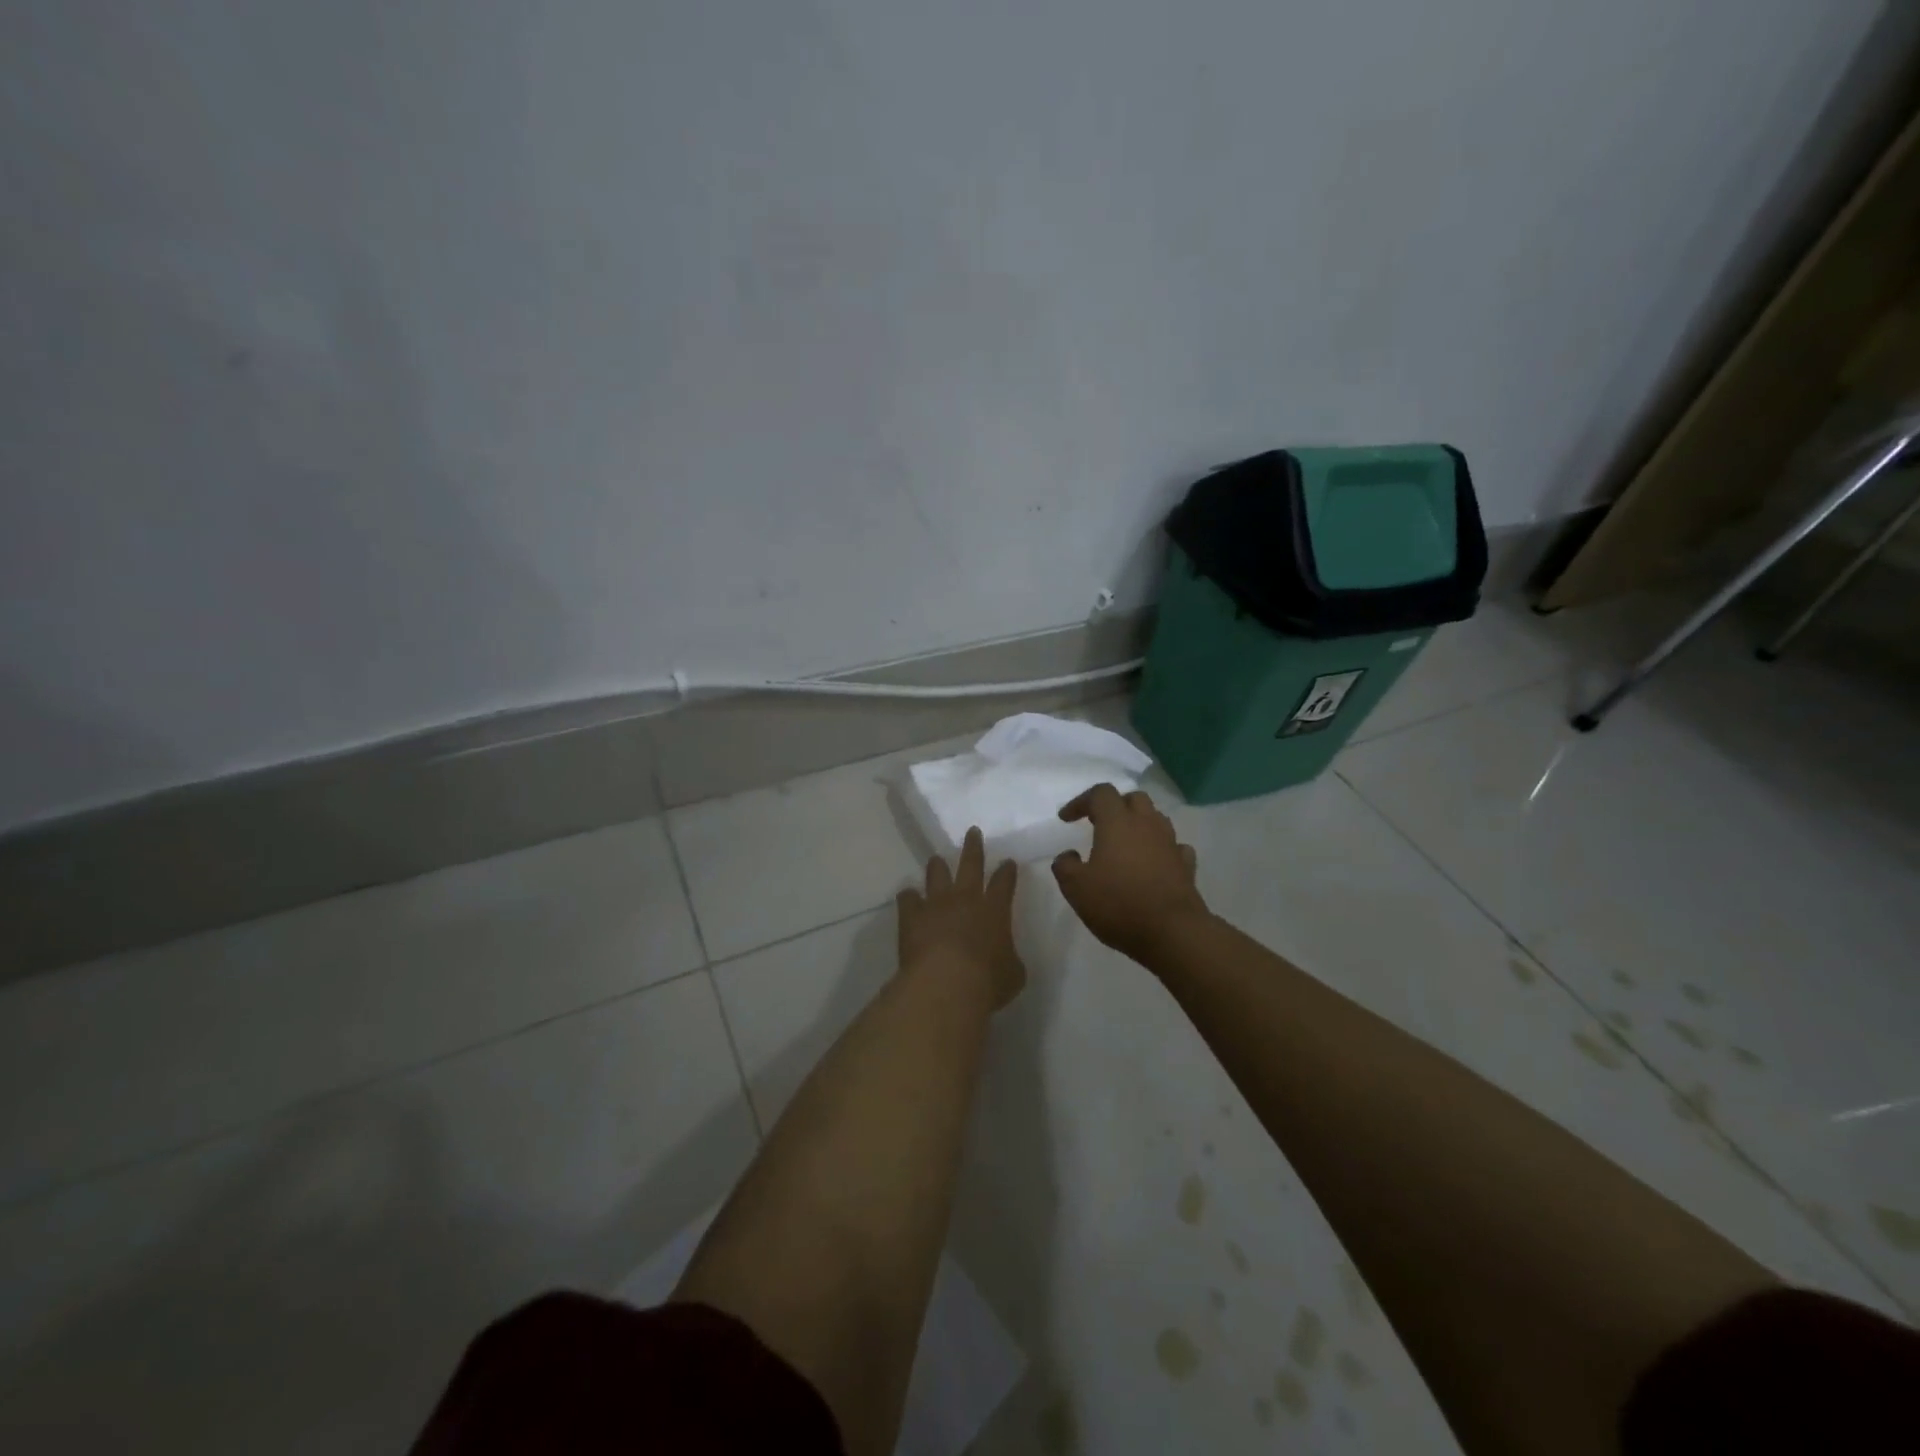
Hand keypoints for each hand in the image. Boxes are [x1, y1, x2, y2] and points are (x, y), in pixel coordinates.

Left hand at [897, 827, 1025, 1009]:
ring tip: (936, 859)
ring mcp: (937, 903)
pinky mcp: (912, 915)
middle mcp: (966, 898)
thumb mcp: (1013, 974)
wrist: (947, 983)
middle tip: (972, 831)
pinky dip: (908, 897)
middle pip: (971, 864)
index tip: (1008, 861)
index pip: (1004, 883)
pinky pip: (908, 898)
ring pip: (937, 874)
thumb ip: (1010, 960)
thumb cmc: (988, 981)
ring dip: (938, 866)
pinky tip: (907, 896)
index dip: (1007, 871)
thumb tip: (1006, 958)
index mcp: (995, 910)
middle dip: (973, 847)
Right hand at [1052, 784, 1208, 961]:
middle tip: (1098, 823)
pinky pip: (1174, 846)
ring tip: (1125, 843)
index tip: (1066, 819)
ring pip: (1156, 819)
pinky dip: (1161, 849)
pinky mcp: (1186, 866)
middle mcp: (1147, 825)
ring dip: (1139, 824)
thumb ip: (1065, 866)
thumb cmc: (1119, 904)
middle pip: (1133, 798)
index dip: (1081, 801)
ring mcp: (1170, 844)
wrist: (1173, 932)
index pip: (1100, 794)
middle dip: (1115, 806)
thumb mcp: (1076, 888)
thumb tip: (1069, 855)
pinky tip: (1153, 863)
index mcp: (1117, 823)